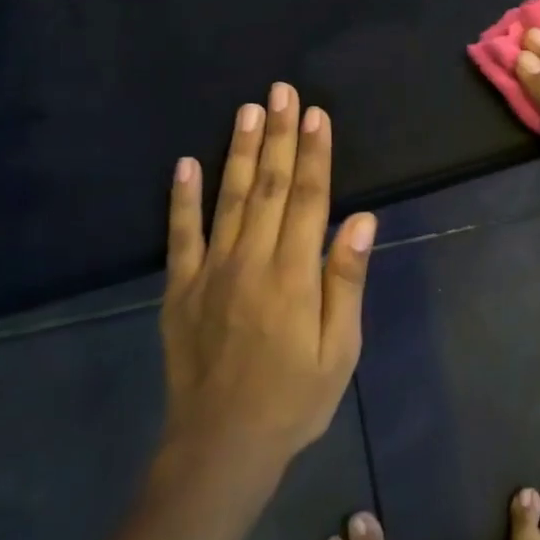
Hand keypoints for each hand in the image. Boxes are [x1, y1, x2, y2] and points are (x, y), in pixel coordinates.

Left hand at [156, 84, 376, 480]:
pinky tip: (185, 164)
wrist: (221, 447)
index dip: (315, 153)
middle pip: (270, 187)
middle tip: (281, 91)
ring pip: (229, 200)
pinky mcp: (179, 291)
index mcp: (294, 274)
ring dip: (239, 152)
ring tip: (246, 110)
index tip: (316, 114)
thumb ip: (346, 280)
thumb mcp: (340, 348)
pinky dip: (182, 198)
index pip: (309, 199)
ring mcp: (210, 273)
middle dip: (278, 136)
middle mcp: (251, 261)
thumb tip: (360, 219)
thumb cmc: (295, 399)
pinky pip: (180, 236)